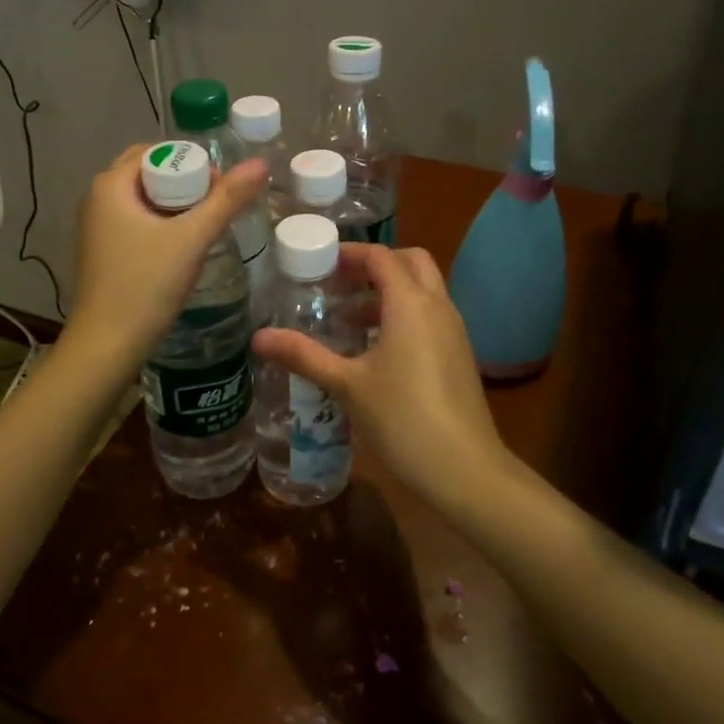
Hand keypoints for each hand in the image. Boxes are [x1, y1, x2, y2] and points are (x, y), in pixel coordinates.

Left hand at [67, 143, 266, 368]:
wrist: (106, 347)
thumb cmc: (145, 286)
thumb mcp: (191, 240)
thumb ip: (227, 200)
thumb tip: (260, 164)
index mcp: (110, 185)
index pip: (156, 152)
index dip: (191, 163)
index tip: (219, 189)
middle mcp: (97, 199)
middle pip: (150, 175)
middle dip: (185, 185)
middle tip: (215, 207)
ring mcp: (97, 227)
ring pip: (145, 201)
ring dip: (176, 207)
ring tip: (205, 227)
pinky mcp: (103, 251)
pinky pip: (137, 223)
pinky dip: (162, 226)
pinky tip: (183, 248)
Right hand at [252, 245, 521, 516]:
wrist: (465, 470)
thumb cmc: (403, 419)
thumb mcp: (347, 385)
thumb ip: (304, 355)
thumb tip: (258, 337)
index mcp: (411, 304)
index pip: (380, 256)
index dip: (349, 253)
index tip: (319, 263)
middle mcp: (438, 307)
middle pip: (410, 262)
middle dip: (375, 265)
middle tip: (339, 284)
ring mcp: (454, 331)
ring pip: (424, 290)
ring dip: (390, 292)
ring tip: (350, 318)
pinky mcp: (460, 355)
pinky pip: (431, 316)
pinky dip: (405, 315)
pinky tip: (377, 350)